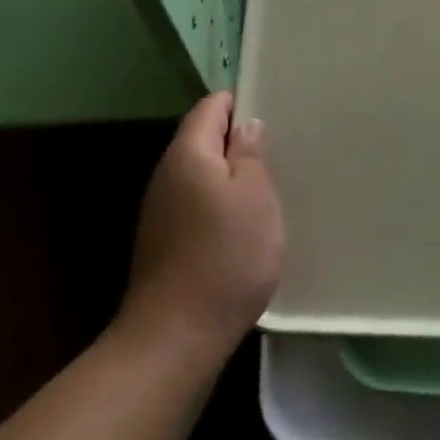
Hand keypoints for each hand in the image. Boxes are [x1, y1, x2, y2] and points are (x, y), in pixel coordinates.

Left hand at [119, 92, 284, 359]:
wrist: (175, 337)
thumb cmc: (226, 257)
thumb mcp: (255, 197)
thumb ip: (250, 153)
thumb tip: (245, 125)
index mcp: (188, 152)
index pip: (212, 105)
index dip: (241, 103)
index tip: (274, 114)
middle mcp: (167, 173)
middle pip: (204, 138)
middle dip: (238, 141)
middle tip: (279, 153)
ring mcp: (161, 208)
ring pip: (201, 173)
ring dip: (231, 175)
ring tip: (266, 188)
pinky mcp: (163, 239)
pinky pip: (196, 202)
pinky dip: (219, 203)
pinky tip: (241, 225)